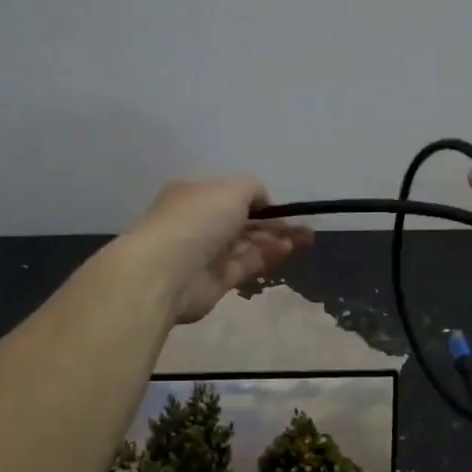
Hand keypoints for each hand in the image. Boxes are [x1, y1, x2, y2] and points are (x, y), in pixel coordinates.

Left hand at [125, 177, 312, 323]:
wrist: (166, 271)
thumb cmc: (197, 219)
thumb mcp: (230, 190)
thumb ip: (253, 190)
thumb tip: (264, 201)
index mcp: (193, 196)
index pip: (229, 196)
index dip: (258, 201)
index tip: (283, 208)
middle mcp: (198, 223)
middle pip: (241, 222)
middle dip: (273, 223)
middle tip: (304, 226)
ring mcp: (206, 254)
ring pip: (246, 245)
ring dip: (275, 239)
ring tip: (305, 237)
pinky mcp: (216, 281)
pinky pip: (246, 265)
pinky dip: (267, 256)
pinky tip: (289, 250)